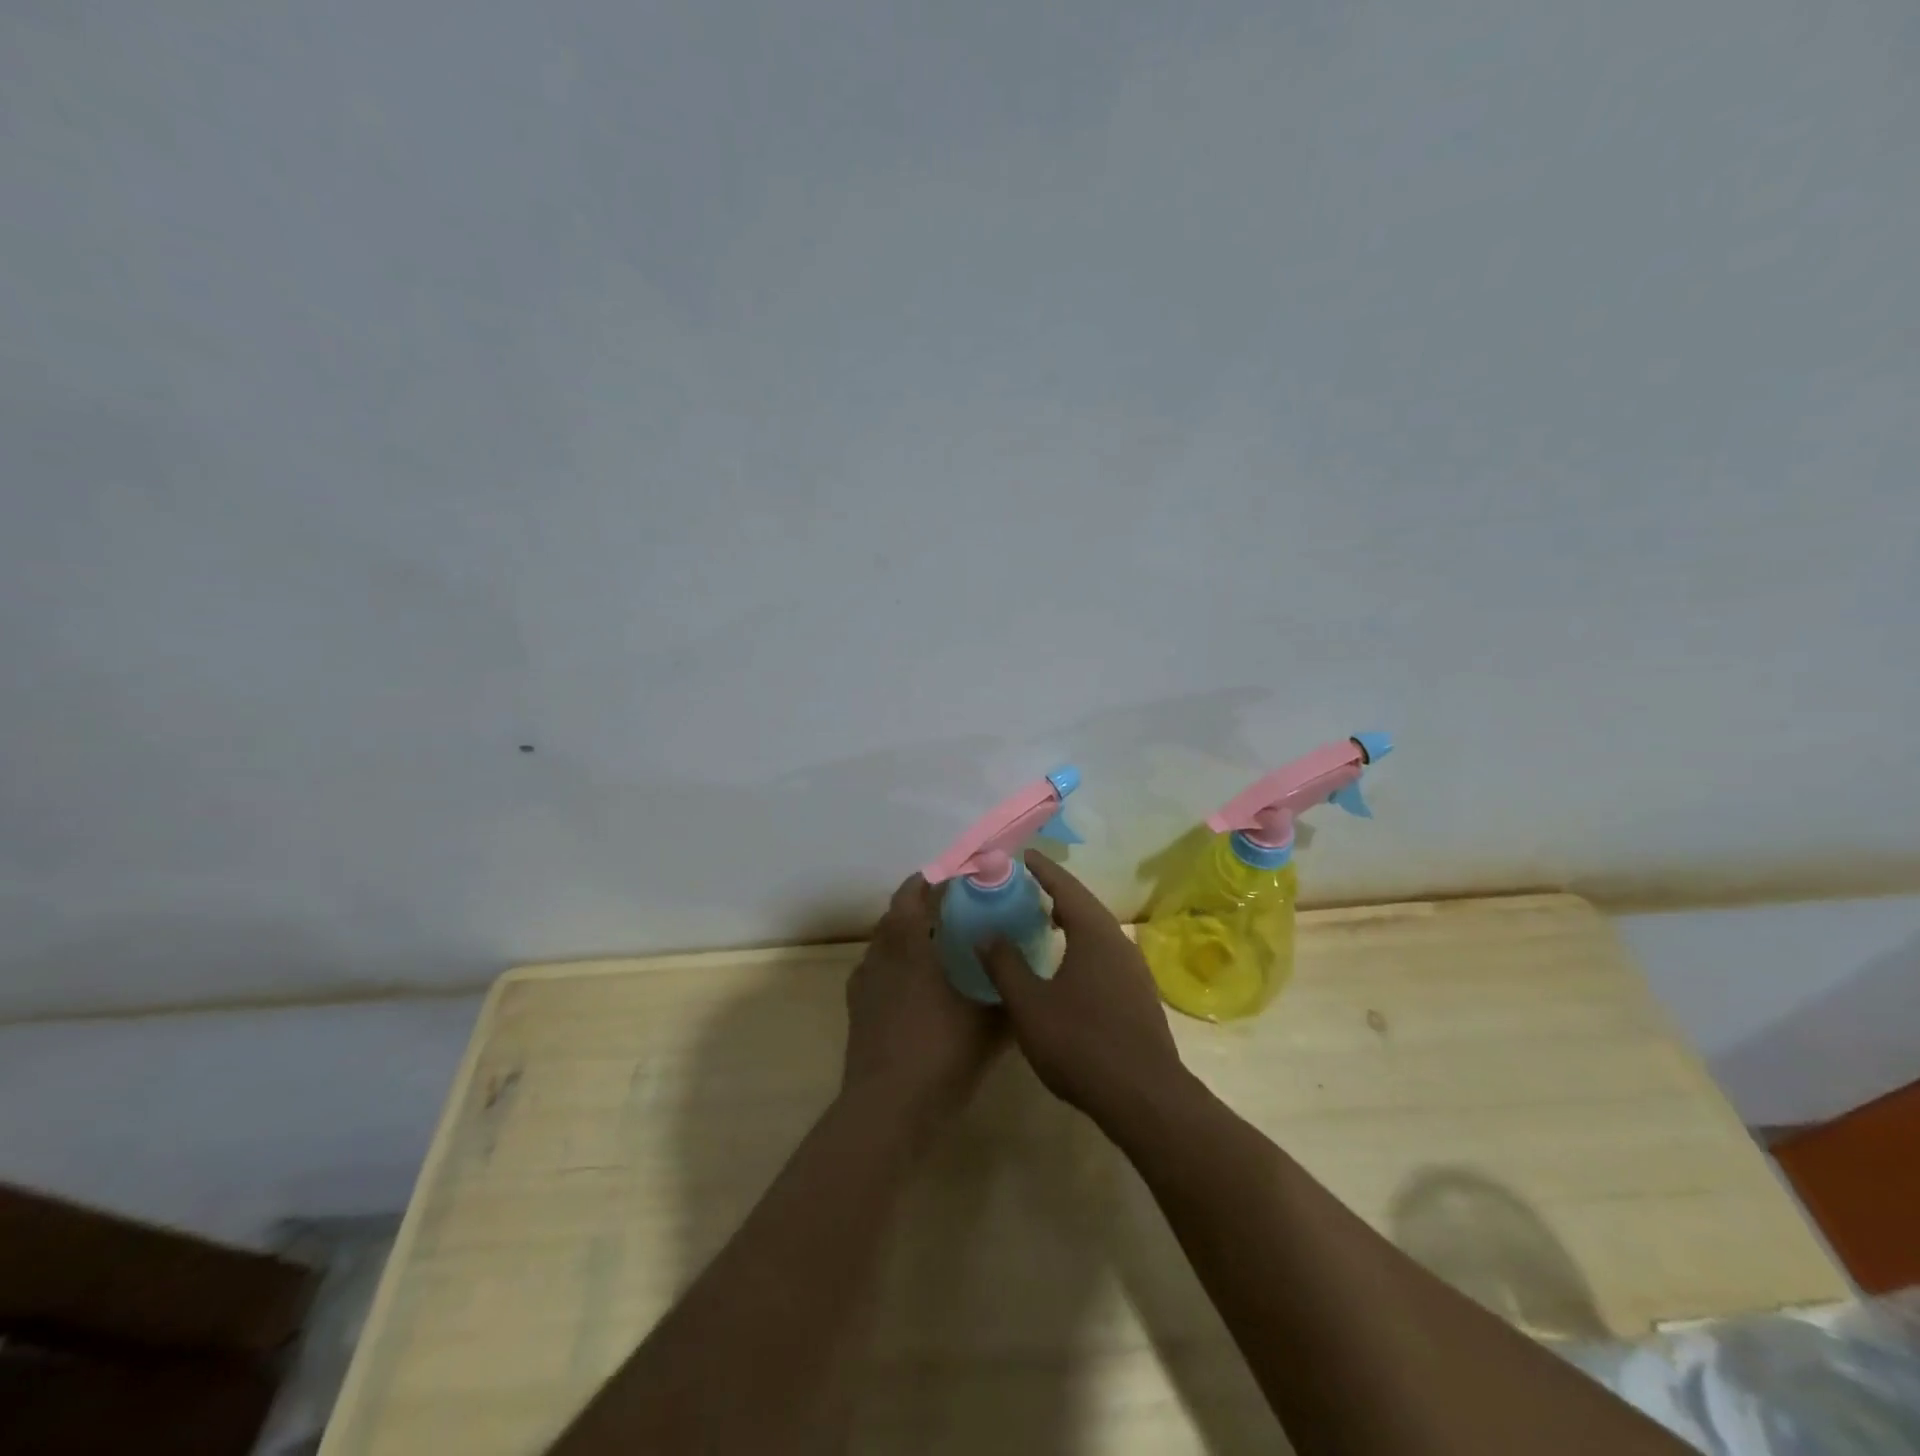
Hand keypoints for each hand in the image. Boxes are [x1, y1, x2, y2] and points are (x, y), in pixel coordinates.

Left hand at [842, 874, 1002, 1131]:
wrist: (888, 1108)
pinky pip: (876, 969)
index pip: (917, 892)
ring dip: (906, 932)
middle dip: (922, 903)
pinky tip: (915, 985)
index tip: (962, 877)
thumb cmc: (941, 1054)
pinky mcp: (856, 1006)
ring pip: (884, 940)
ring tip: (937, 944)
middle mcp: (883, 952)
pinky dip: (894, 963)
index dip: (938, 879)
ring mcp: (865, 980)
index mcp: (912, 944)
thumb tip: (1026, 981)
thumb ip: (1009, 997)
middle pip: (897, 912)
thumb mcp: (990, 1027)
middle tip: (955, 908)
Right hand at [979, 852, 1188, 1126]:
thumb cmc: (1080, 1043)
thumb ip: (1005, 965)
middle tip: (1026, 887)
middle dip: (1055, 892)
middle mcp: (1118, 941)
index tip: (1024, 854)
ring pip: (1097, 931)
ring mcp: (1134, 969)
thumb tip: (986, 932)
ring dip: (1071, 919)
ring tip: (1043, 920)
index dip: (1042, 869)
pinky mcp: (1139, 994)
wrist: (1144, 1097)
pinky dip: (1082, 944)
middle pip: (1084, 905)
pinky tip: (1068, 965)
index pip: (1065, 886)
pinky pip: (1106, 953)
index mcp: (1093, 933)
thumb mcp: (1029, 1005)